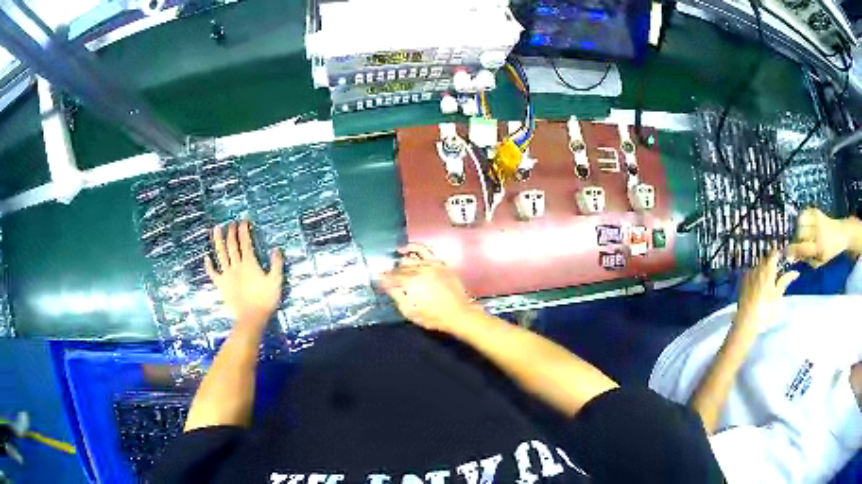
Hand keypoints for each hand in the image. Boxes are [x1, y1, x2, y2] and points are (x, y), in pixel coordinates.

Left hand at [204, 221, 283, 332]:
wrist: (251, 318)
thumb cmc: (265, 300)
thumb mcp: (276, 281)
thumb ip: (276, 264)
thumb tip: (276, 249)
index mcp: (249, 263)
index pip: (245, 242)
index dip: (244, 230)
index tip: (243, 220)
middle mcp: (236, 265)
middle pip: (231, 245)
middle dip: (231, 232)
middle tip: (231, 222)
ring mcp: (226, 275)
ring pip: (220, 254)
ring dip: (217, 240)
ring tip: (216, 229)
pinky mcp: (221, 284)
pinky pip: (212, 272)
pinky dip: (208, 264)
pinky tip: (206, 257)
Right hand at [379, 243, 478, 333]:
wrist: (458, 313)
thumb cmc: (432, 316)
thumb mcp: (409, 311)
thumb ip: (395, 294)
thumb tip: (383, 282)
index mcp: (410, 283)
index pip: (390, 278)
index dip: (382, 280)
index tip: (377, 280)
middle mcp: (418, 270)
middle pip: (398, 269)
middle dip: (391, 274)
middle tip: (387, 279)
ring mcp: (429, 264)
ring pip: (408, 260)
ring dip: (399, 264)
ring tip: (395, 268)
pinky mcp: (438, 263)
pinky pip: (423, 250)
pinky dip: (412, 248)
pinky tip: (404, 250)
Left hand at [735, 251, 798, 329]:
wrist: (746, 321)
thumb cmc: (765, 310)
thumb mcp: (778, 295)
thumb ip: (785, 281)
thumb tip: (795, 272)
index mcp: (767, 269)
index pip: (773, 254)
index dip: (778, 253)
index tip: (782, 256)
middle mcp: (757, 268)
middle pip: (765, 260)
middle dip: (771, 262)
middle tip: (777, 270)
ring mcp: (749, 275)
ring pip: (758, 266)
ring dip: (764, 269)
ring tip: (768, 279)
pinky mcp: (743, 283)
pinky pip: (751, 273)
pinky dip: (756, 275)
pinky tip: (758, 284)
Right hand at [787, 208, 853, 267]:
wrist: (840, 234)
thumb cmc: (830, 251)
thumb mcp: (820, 261)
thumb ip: (807, 259)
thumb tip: (794, 256)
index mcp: (819, 247)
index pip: (802, 248)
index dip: (791, 250)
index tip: (784, 252)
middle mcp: (817, 232)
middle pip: (799, 233)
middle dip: (796, 238)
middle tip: (797, 243)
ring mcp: (817, 219)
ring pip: (800, 221)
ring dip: (798, 228)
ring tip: (802, 233)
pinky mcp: (816, 211)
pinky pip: (803, 212)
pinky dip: (802, 218)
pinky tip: (805, 224)